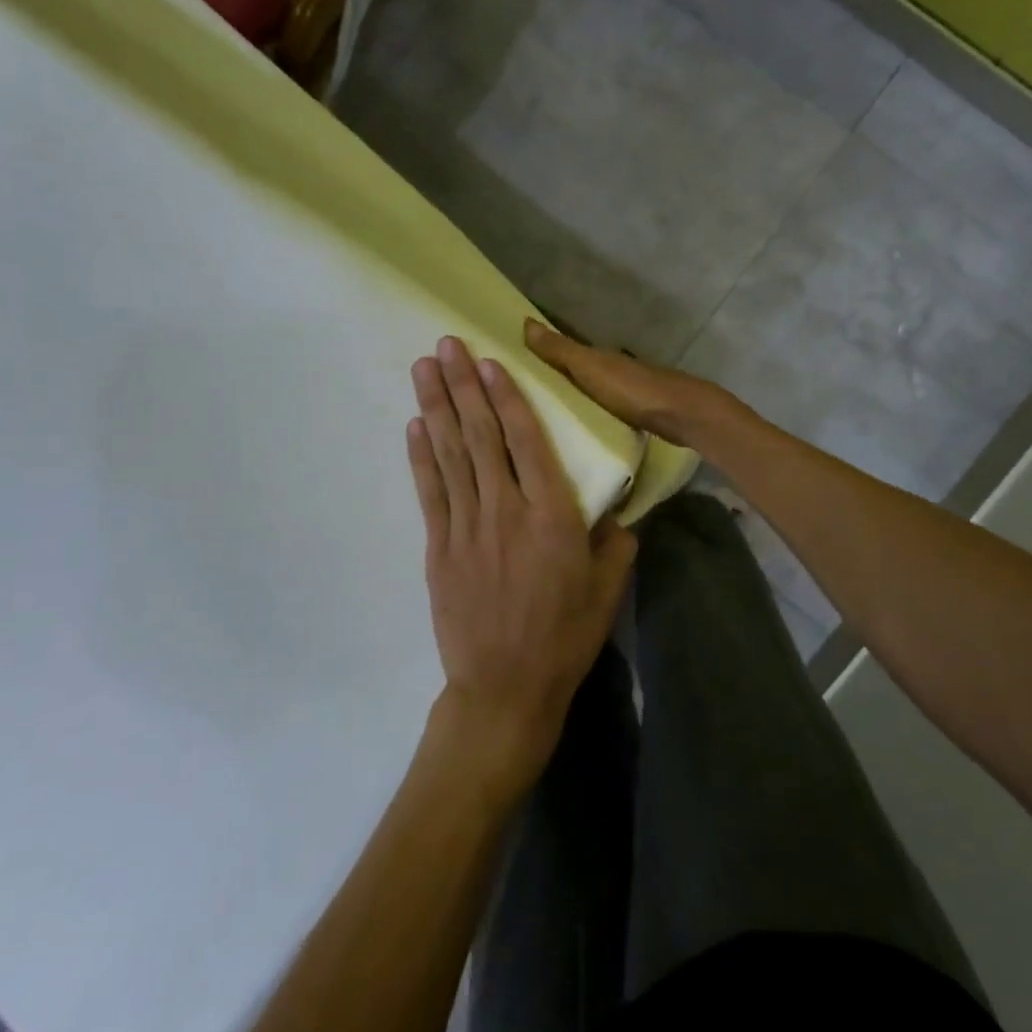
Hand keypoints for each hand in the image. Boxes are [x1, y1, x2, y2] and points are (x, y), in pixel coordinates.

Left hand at [408, 337, 636, 790]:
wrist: (505, 688)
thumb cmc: (563, 637)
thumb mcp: (607, 590)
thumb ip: (615, 543)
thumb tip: (616, 512)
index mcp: (552, 516)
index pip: (527, 441)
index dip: (506, 397)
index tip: (490, 362)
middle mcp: (506, 510)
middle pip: (480, 436)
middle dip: (462, 385)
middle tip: (445, 344)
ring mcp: (467, 527)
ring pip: (449, 454)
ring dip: (435, 407)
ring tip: (423, 368)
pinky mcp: (439, 547)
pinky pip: (429, 491)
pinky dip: (420, 456)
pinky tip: (414, 425)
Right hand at [524, 319, 739, 449]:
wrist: (682, 415)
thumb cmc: (632, 390)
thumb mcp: (590, 369)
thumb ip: (560, 350)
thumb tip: (525, 321)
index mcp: (596, 356)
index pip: (560, 352)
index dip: (537, 356)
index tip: (510, 369)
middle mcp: (610, 369)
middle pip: (574, 372)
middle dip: (552, 380)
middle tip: (520, 399)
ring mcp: (625, 392)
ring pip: (589, 392)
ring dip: (571, 398)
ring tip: (543, 417)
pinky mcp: (635, 415)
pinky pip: (602, 411)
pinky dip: (589, 413)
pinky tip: (578, 428)